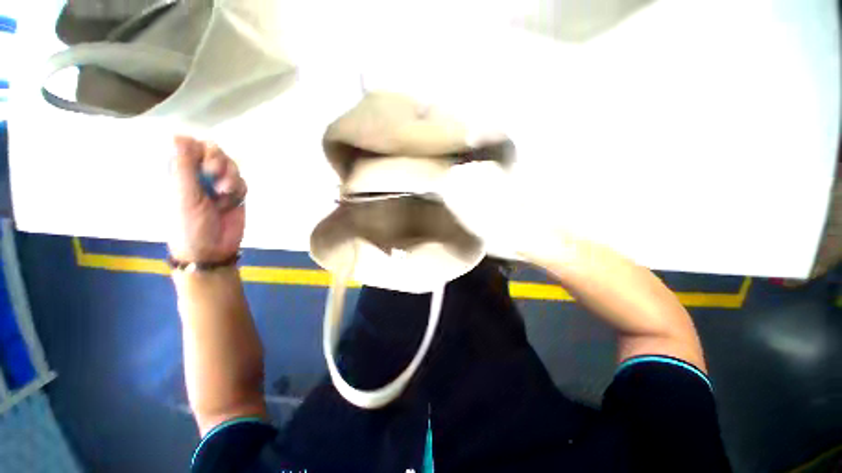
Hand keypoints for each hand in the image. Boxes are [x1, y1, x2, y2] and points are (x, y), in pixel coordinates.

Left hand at [168, 136, 246, 262]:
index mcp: (179, 172)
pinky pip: (242, 181)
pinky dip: (239, 189)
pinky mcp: (235, 194)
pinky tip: (232, 201)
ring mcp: (218, 184)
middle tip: (215, 174)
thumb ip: (184, 166)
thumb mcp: (184, 195)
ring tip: (224, 193)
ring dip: (230, 177)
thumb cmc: (190, 224)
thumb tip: (178, 135)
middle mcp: (199, 175)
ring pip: (231, 165)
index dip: (201, 149)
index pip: (191, 146)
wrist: (212, 249)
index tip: (203, 159)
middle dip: (219, 161)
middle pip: (214, 152)